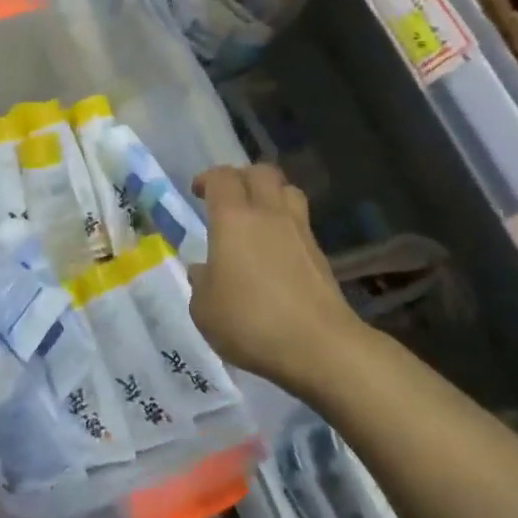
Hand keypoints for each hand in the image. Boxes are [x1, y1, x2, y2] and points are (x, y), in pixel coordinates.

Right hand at [189, 164, 365, 394]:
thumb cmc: (251, 322)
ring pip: (288, 191)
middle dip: (241, 177)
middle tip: (228, 198)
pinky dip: (286, 224)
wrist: (319, 345)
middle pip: (261, 172)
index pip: (222, 178)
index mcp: (233, 220)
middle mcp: (268, 215)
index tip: (198, 192)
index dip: (208, 178)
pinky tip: (276, 249)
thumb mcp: (205, 310)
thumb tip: (204, 270)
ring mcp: (300, 232)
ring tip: (257, 215)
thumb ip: (201, 283)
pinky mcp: (320, 254)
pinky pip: (301, 222)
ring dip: (270, 194)